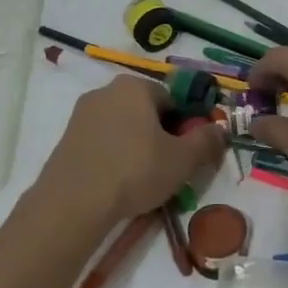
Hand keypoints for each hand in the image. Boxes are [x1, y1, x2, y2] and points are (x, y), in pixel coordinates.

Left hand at [37, 76, 224, 222]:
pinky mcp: (67, 138)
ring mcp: (82, 114)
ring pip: (123, 128)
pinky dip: (114, 157)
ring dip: (137, 147)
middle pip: (146, 111)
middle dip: (160, 136)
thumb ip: (207, 141)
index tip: (188, 153)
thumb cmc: (135, 170)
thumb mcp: (183, 159)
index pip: (173, 99)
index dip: (186, 126)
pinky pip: (102, 142)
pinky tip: (117, 183)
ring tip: (143, 181)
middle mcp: (106, 91)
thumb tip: (221, 130)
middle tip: (169, 168)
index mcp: (135, 86)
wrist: (73, 202)